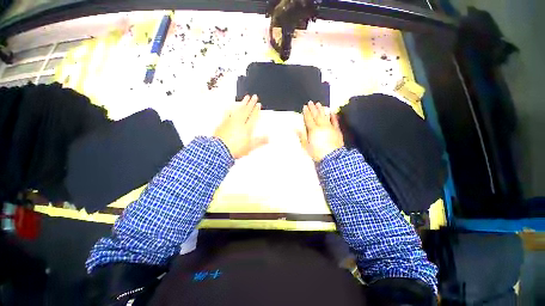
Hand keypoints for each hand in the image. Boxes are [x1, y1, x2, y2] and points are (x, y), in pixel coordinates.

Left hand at [214, 95, 267, 158]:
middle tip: (254, 97)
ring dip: (243, 103)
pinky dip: (231, 109)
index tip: (259, 105)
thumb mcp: (251, 147)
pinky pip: (228, 113)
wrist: (220, 149)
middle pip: (247, 111)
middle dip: (251, 103)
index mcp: (247, 128)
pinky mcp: (224, 123)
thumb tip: (268, 138)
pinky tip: (231, 106)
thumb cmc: (235, 148)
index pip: (253, 117)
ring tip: (245, 98)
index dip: (257, 110)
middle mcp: (239, 123)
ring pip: (238, 110)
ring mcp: (231, 121)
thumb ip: (260, 141)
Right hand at [298, 101, 343, 161]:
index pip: (308, 119)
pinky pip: (334, 121)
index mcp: (313, 130)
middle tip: (311, 102)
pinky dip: (333, 116)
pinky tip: (331, 111)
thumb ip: (302, 136)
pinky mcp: (336, 130)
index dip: (306, 112)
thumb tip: (296, 128)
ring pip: (325, 116)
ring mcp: (330, 127)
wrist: (332, 157)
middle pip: (316, 115)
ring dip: (321, 109)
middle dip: (313, 108)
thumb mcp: (306, 146)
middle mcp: (321, 126)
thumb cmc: (317, 152)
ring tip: (319, 104)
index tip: (304, 107)